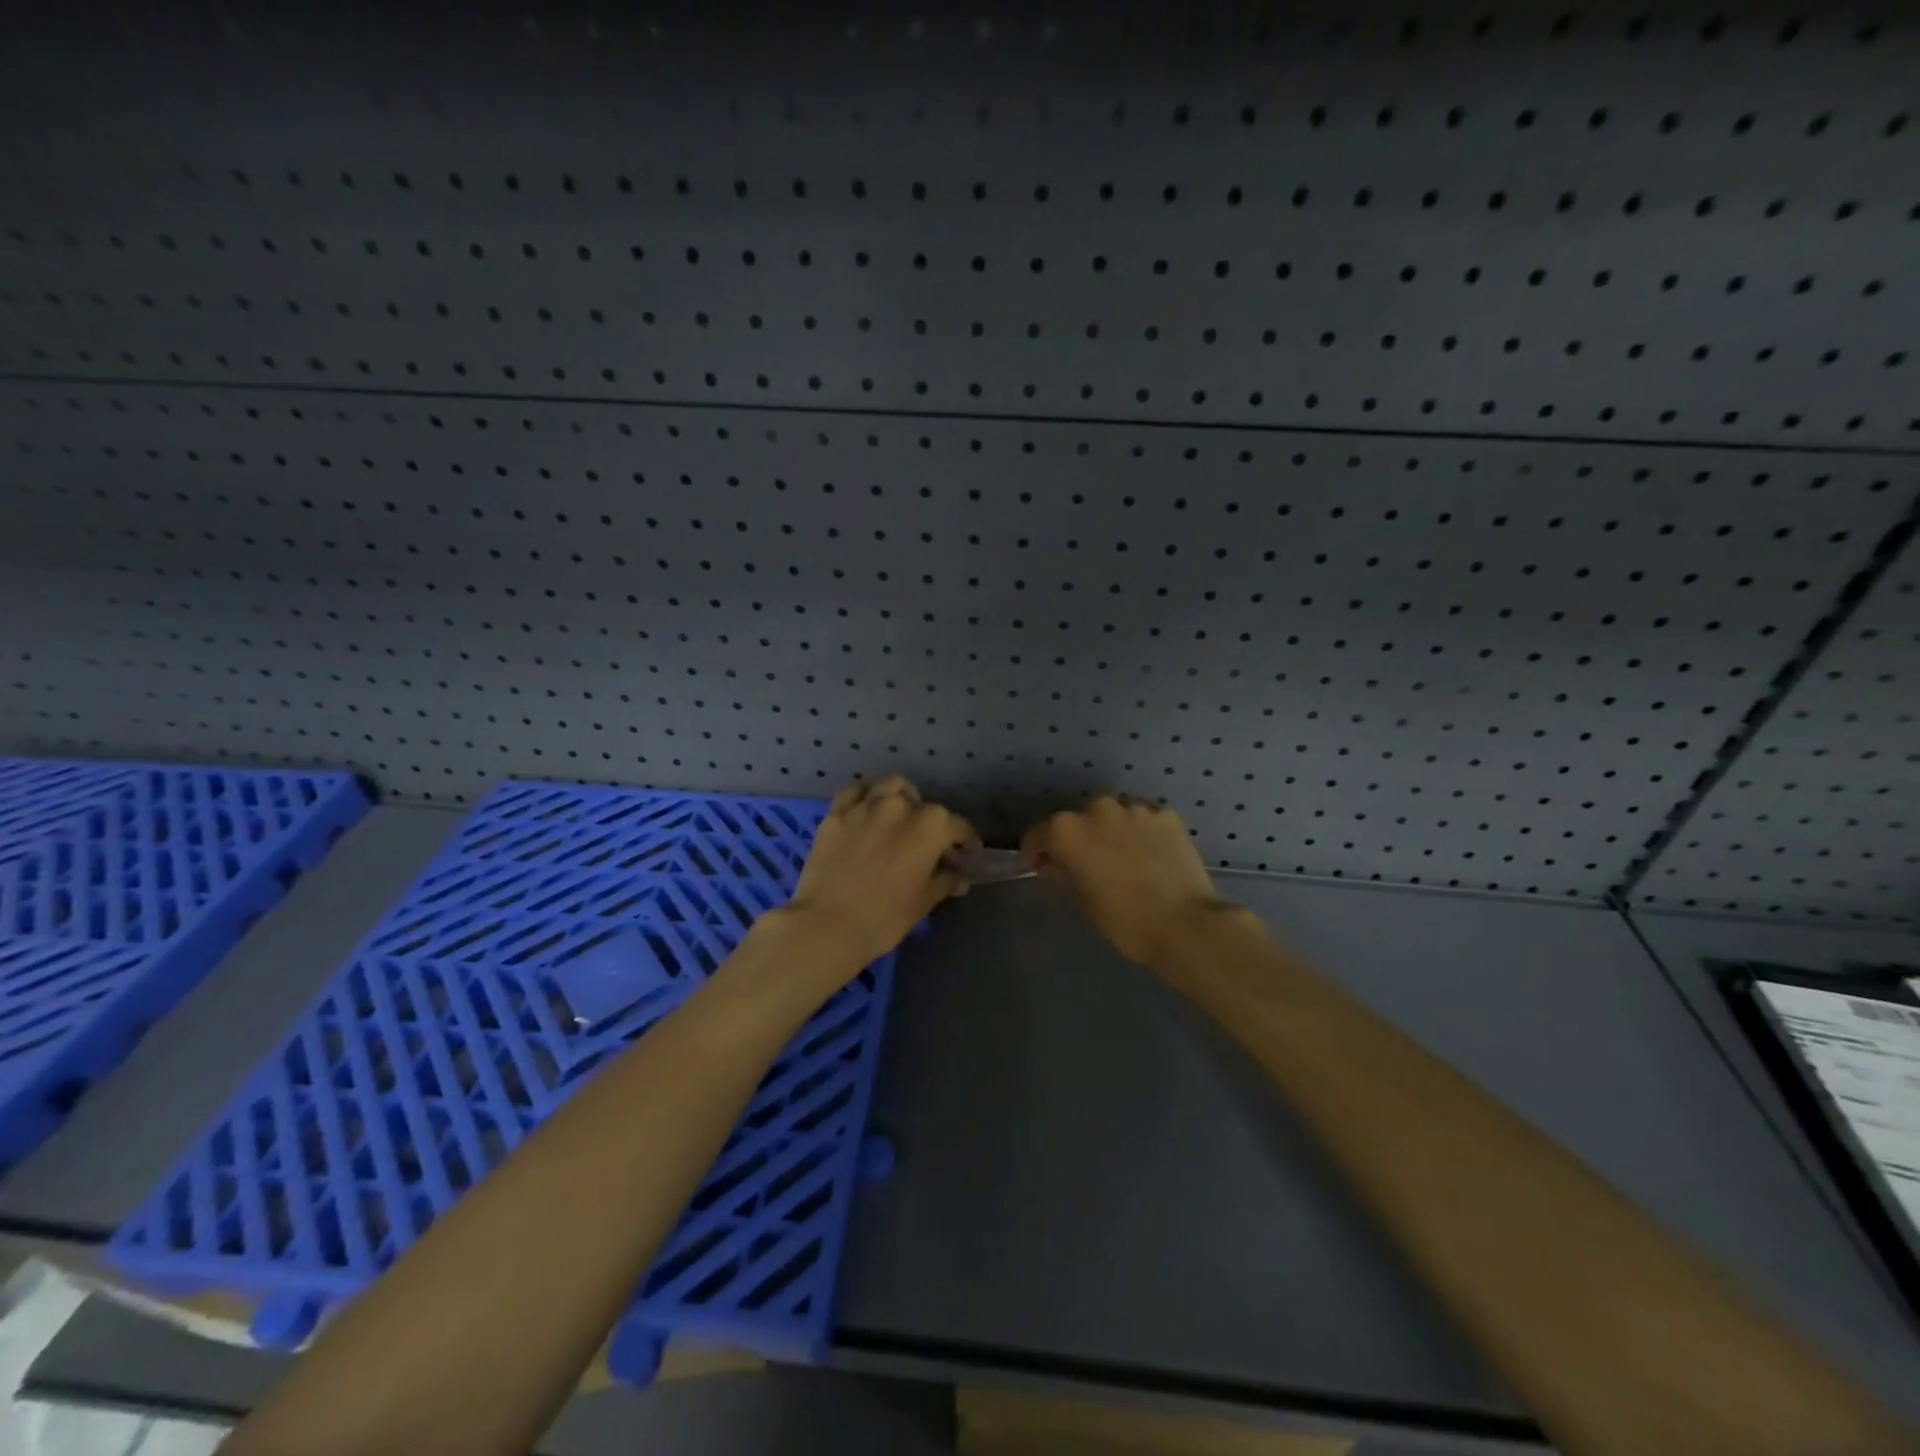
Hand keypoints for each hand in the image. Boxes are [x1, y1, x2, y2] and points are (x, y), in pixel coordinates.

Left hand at [782, 776, 978, 969]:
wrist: (827, 925)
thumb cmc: (885, 917)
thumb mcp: (923, 902)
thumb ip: (945, 882)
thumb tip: (960, 877)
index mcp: (931, 826)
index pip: (958, 826)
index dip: (966, 841)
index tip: (967, 855)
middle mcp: (900, 805)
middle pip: (924, 806)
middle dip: (931, 823)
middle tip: (928, 845)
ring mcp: (865, 805)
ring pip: (891, 786)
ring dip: (902, 798)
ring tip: (900, 817)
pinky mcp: (836, 813)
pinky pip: (855, 792)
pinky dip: (866, 796)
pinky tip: (867, 810)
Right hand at [1022, 795, 1242, 968]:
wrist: (1185, 925)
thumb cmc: (1124, 920)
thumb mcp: (1081, 901)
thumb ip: (1061, 873)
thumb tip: (1054, 863)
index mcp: (1068, 830)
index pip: (1038, 834)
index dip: (1035, 852)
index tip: (1040, 868)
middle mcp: (1098, 808)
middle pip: (1076, 820)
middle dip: (1076, 839)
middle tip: (1085, 865)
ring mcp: (1135, 808)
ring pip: (1111, 816)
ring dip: (1109, 832)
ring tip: (1120, 859)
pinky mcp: (1166, 814)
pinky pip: (1142, 820)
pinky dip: (1139, 832)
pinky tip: (1148, 856)